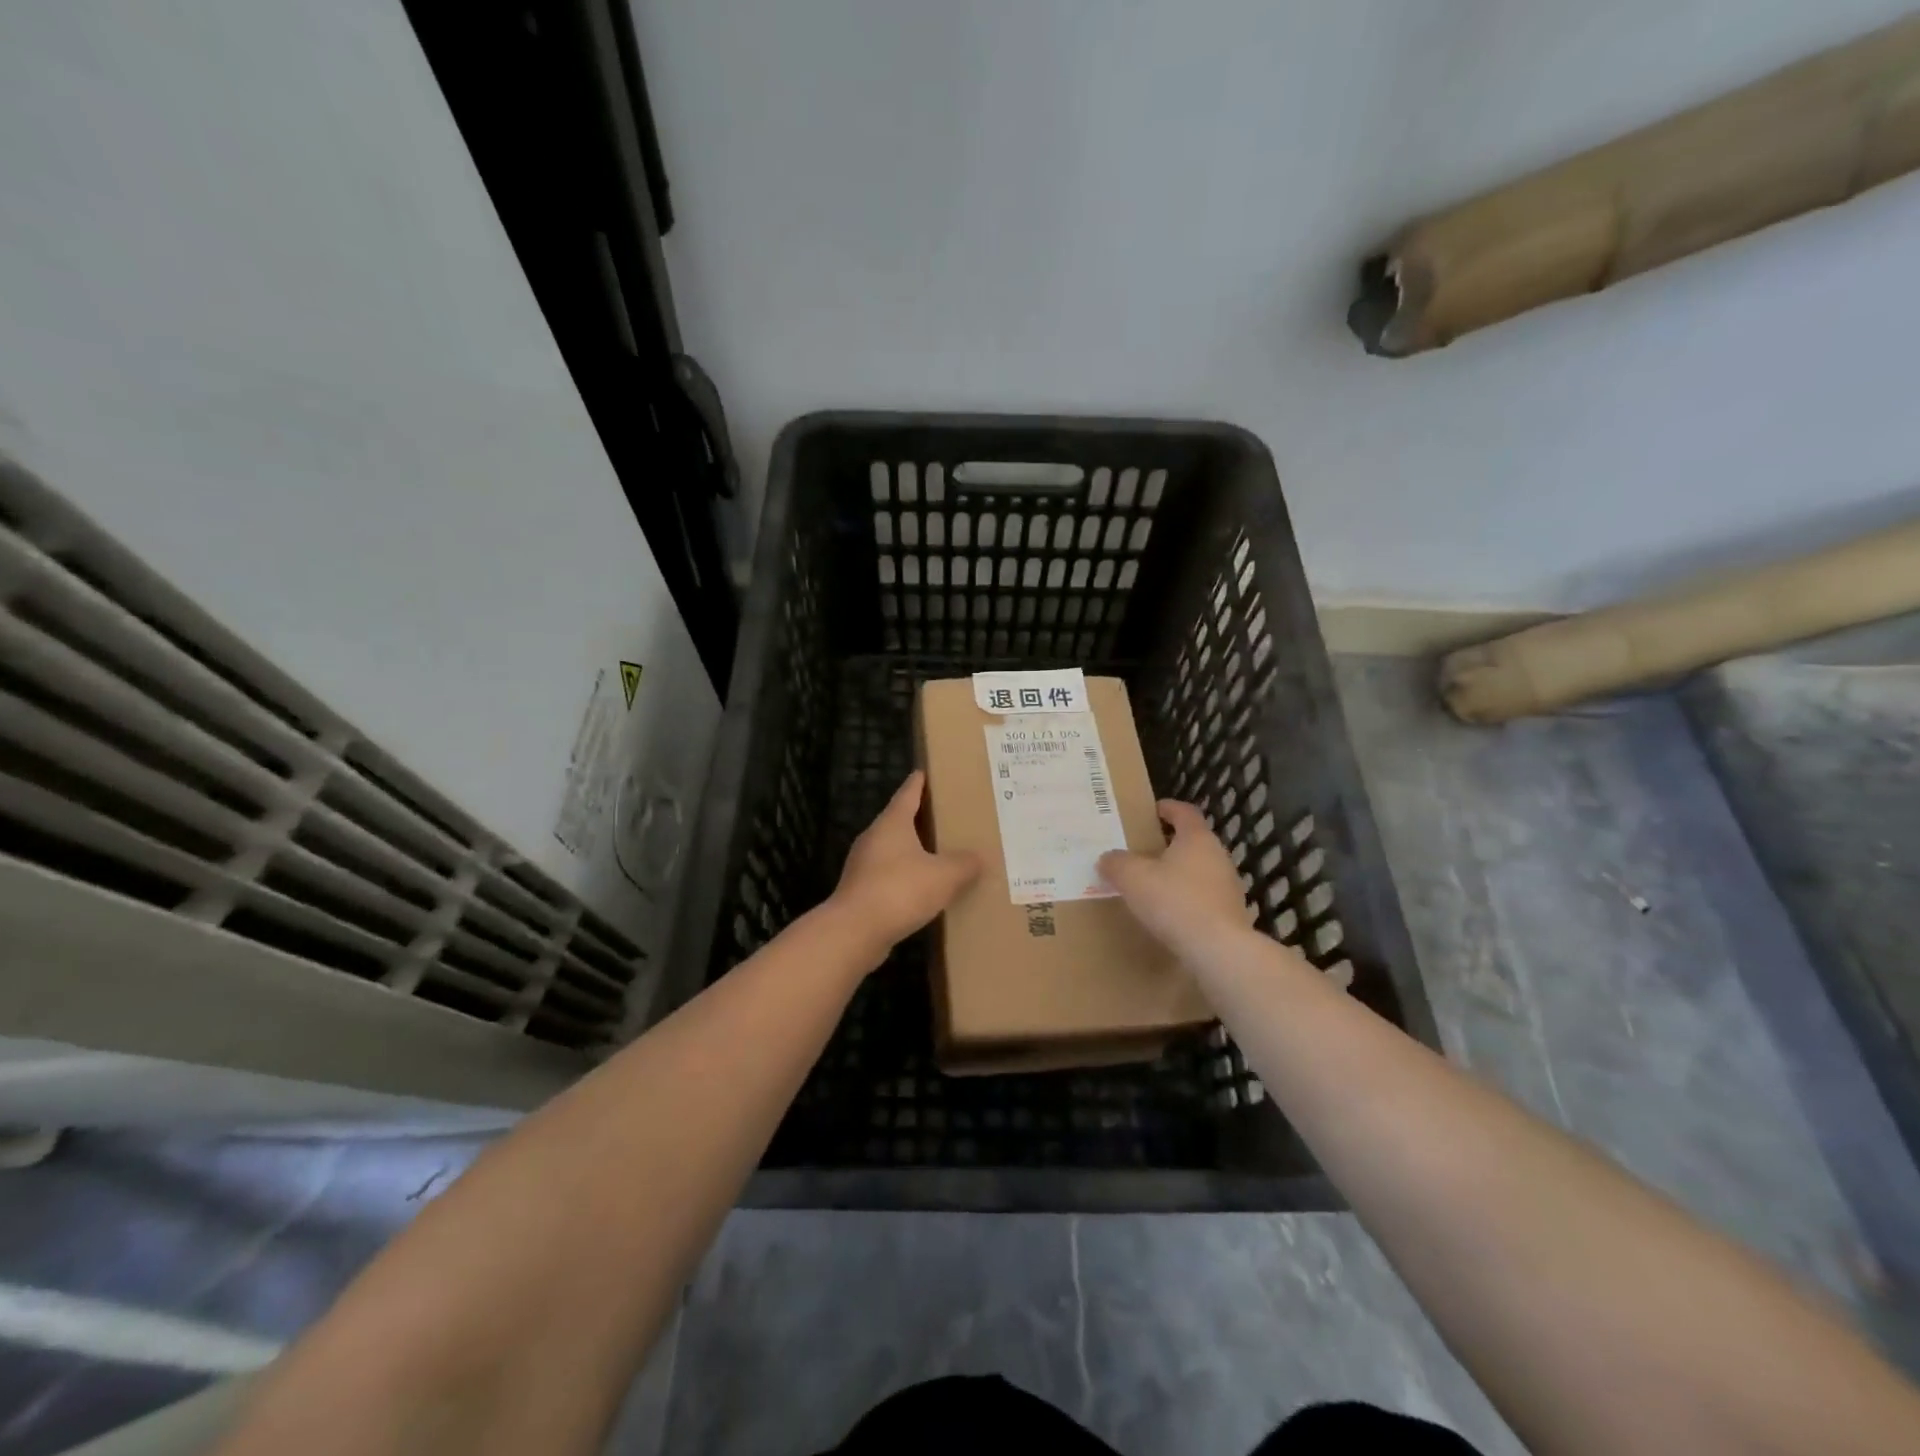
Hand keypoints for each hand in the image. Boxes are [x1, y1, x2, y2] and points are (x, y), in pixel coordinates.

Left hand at [830, 771, 980, 956]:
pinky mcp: (860, 891)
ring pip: (892, 850)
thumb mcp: (944, 875)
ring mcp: (863, 865)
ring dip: (912, 851)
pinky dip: (905, 877)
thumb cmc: (900, 890)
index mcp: (892, 823)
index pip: (908, 793)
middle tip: (944, 816)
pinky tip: (922, 889)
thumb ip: (964, 864)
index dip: (919, 782)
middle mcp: (874, 838)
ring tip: (938, 854)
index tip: (925, 772)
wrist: (855, 931)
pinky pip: (888, 876)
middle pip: (898, 821)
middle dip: (920, 818)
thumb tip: (979, 858)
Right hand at [1099, 800, 1250, 954]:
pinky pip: (1204, 898)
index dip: (1168, 808)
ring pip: (1200, 870)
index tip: (1153, 810)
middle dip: (1170, 844)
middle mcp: (1218, 856)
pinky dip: (1187, 899)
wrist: (1217, 950)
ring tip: (1154, 884)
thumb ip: (1116, 863)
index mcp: (1197, 838)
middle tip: (1145, 850)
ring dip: (1179, 873)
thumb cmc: (1174, 901)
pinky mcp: (1231, 914)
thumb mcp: (1132, 878)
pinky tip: (1170, 913)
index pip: (1185, 812)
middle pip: (1194, 841)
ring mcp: (1228, 886)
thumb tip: (1108, 858)